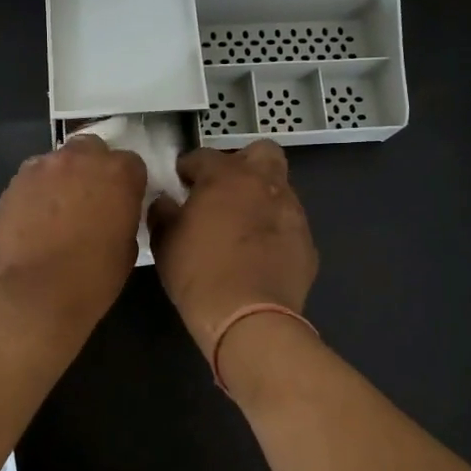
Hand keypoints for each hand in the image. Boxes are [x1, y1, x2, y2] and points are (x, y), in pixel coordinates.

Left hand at [0, 136, 147, 339]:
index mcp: (118, 173)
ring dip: (62, 179)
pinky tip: (34, 223)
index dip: (128, 185)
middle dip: (93, 170)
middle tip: (91, 202)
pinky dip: (37, 194)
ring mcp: (41, 168)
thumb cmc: (90, 280)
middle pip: (91, 150)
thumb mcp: (126, 250)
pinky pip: (31, 180)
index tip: (123, 205)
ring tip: (58, 214)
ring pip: (57, 162)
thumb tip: (114, 214)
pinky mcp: (11, 184)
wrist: (30, 296)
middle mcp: (79, 159)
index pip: (131, 164)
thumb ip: (124, 218)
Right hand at [148, 141, 317, 361]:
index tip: (180, 181)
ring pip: (280, 188)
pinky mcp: (307, 242)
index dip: (189, 167)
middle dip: (242, 163)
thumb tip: (166, 202)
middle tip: (223, 189)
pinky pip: (289, 224)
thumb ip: (163, 212)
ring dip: (261, 197)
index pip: (204, 155)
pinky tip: (260, 253)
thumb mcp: (165, 241)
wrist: (248, 317)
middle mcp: (265, 184)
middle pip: (262, 152)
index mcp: (227, 176)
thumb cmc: (198, 273)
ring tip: (242, 225)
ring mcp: (292, 212)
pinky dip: (275, 230)